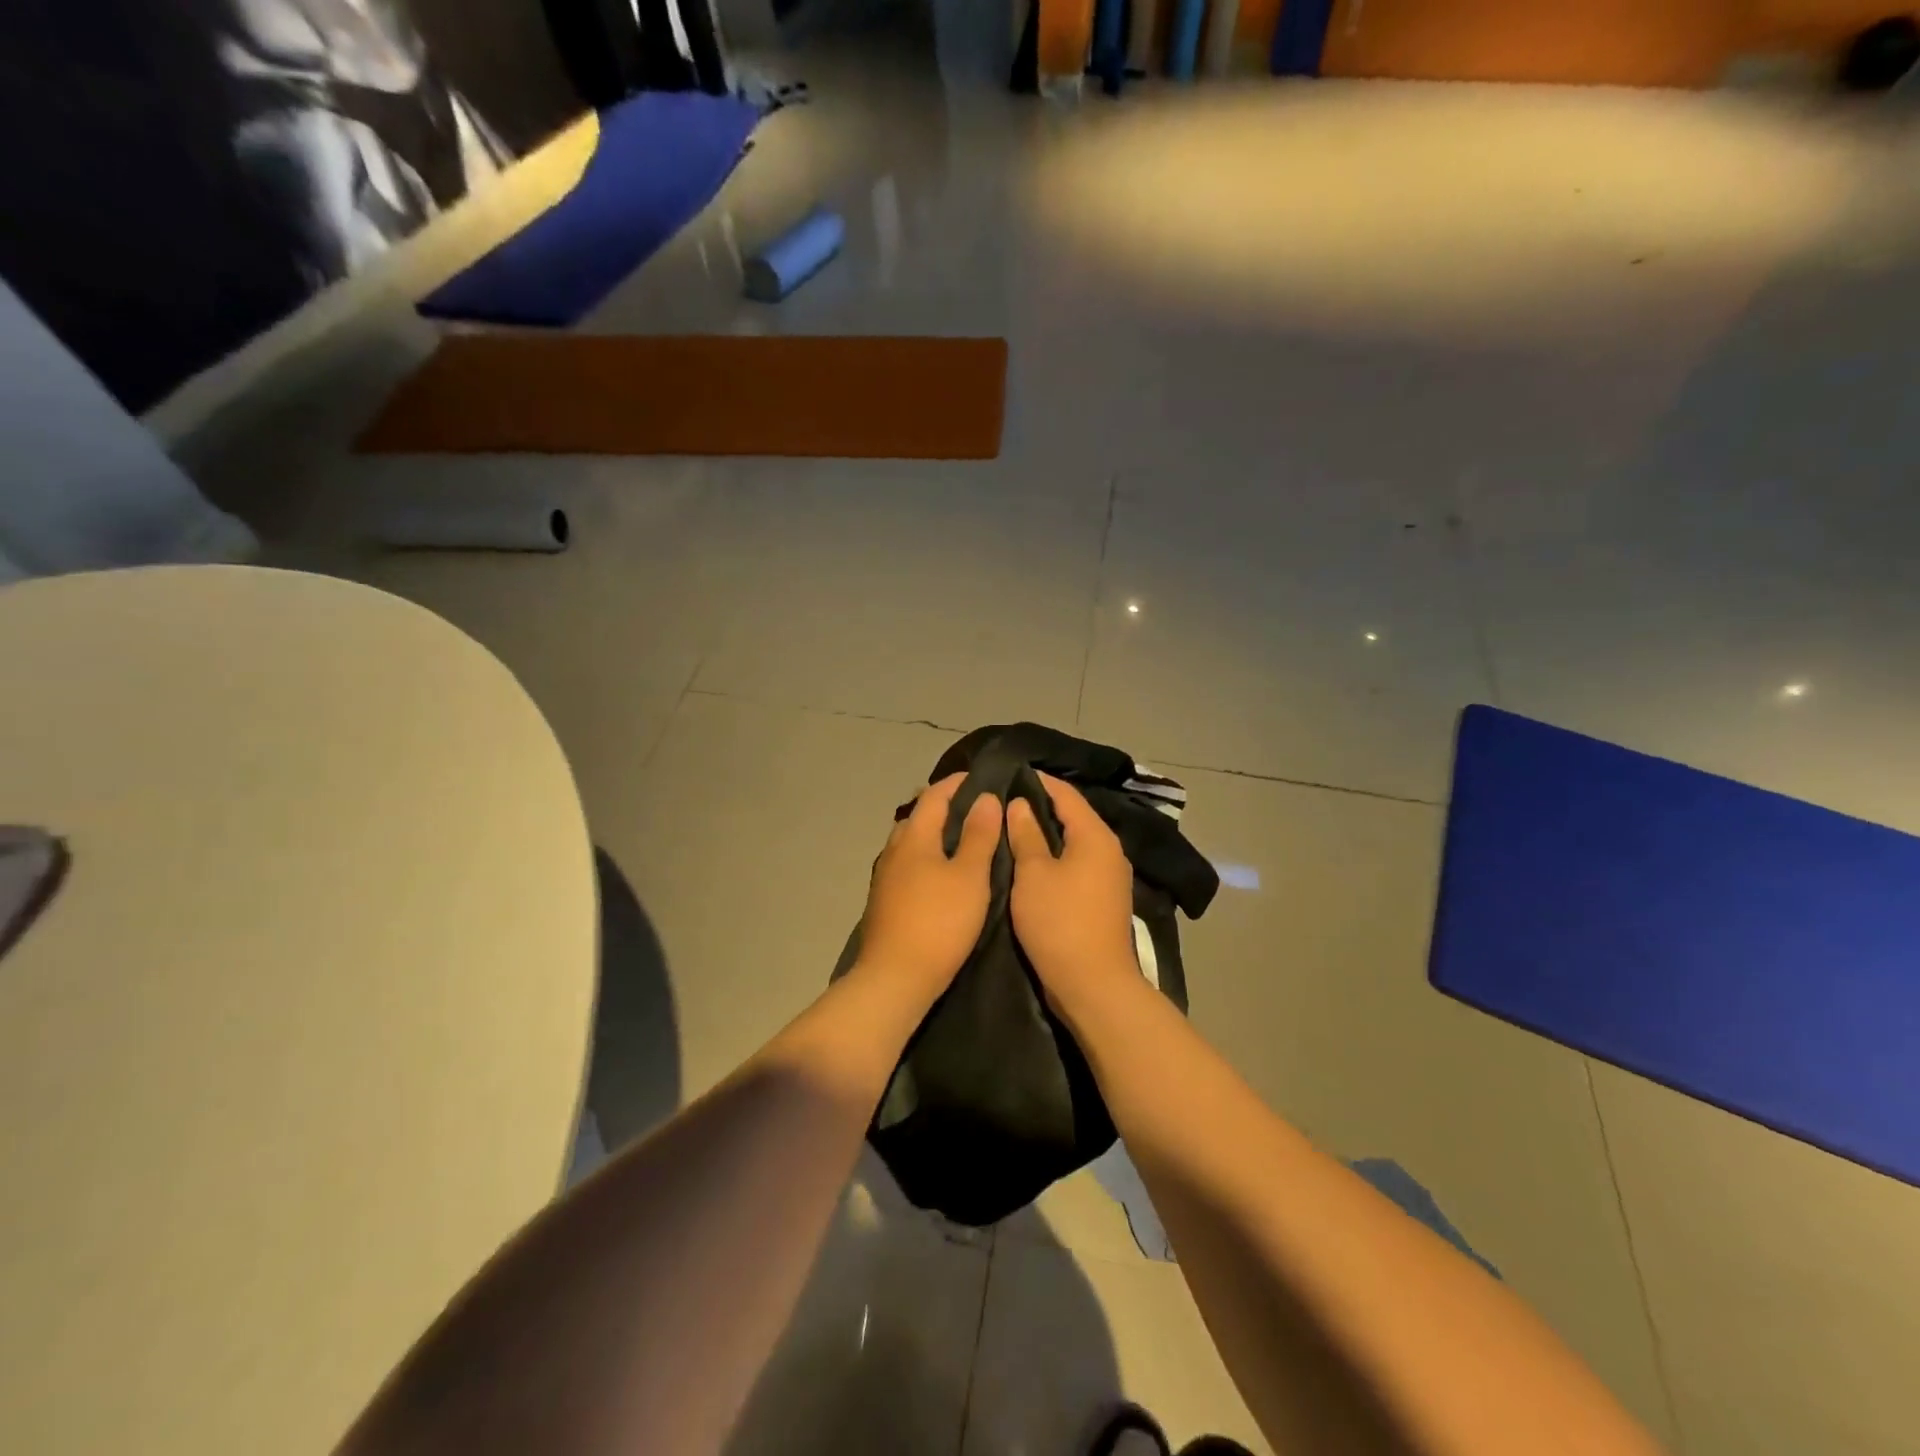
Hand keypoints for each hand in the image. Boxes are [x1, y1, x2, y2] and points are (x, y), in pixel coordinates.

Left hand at [856, 774, 1001, 998]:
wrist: (895, 978)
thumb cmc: (939, 921)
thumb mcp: (969, 876)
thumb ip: (978, 835)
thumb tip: (984, 797)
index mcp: (914, 836)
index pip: (934, 795)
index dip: (957, 783)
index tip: (982, 778)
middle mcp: (894, 849)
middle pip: (919, 816)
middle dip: (944, 806)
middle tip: (977, 808)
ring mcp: (886, 876)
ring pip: (911, 842)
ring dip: (935, 833)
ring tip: (964, 839)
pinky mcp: (885, 901)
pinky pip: (908, 864)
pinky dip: (927, 857)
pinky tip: (942, 874)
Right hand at [1006, 773, 1138, 1014]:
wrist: (1093, 985)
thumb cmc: (1059, 922)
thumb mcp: (1033, 874)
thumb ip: (1026, 834)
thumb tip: (1020, 804)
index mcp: (1096, 837)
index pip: (1066, 795)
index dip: (1039, 782)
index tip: (1010, 773)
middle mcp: (1110, 851)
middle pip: (1074, 817)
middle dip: (1041, 807)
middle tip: (1004, 801)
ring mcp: (1110, 877)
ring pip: (1075, 843)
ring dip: (1047, 834)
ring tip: (1012, 828)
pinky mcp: (1104, 900)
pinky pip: (1078, 865)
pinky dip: (1055, 858)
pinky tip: (1031, 863)